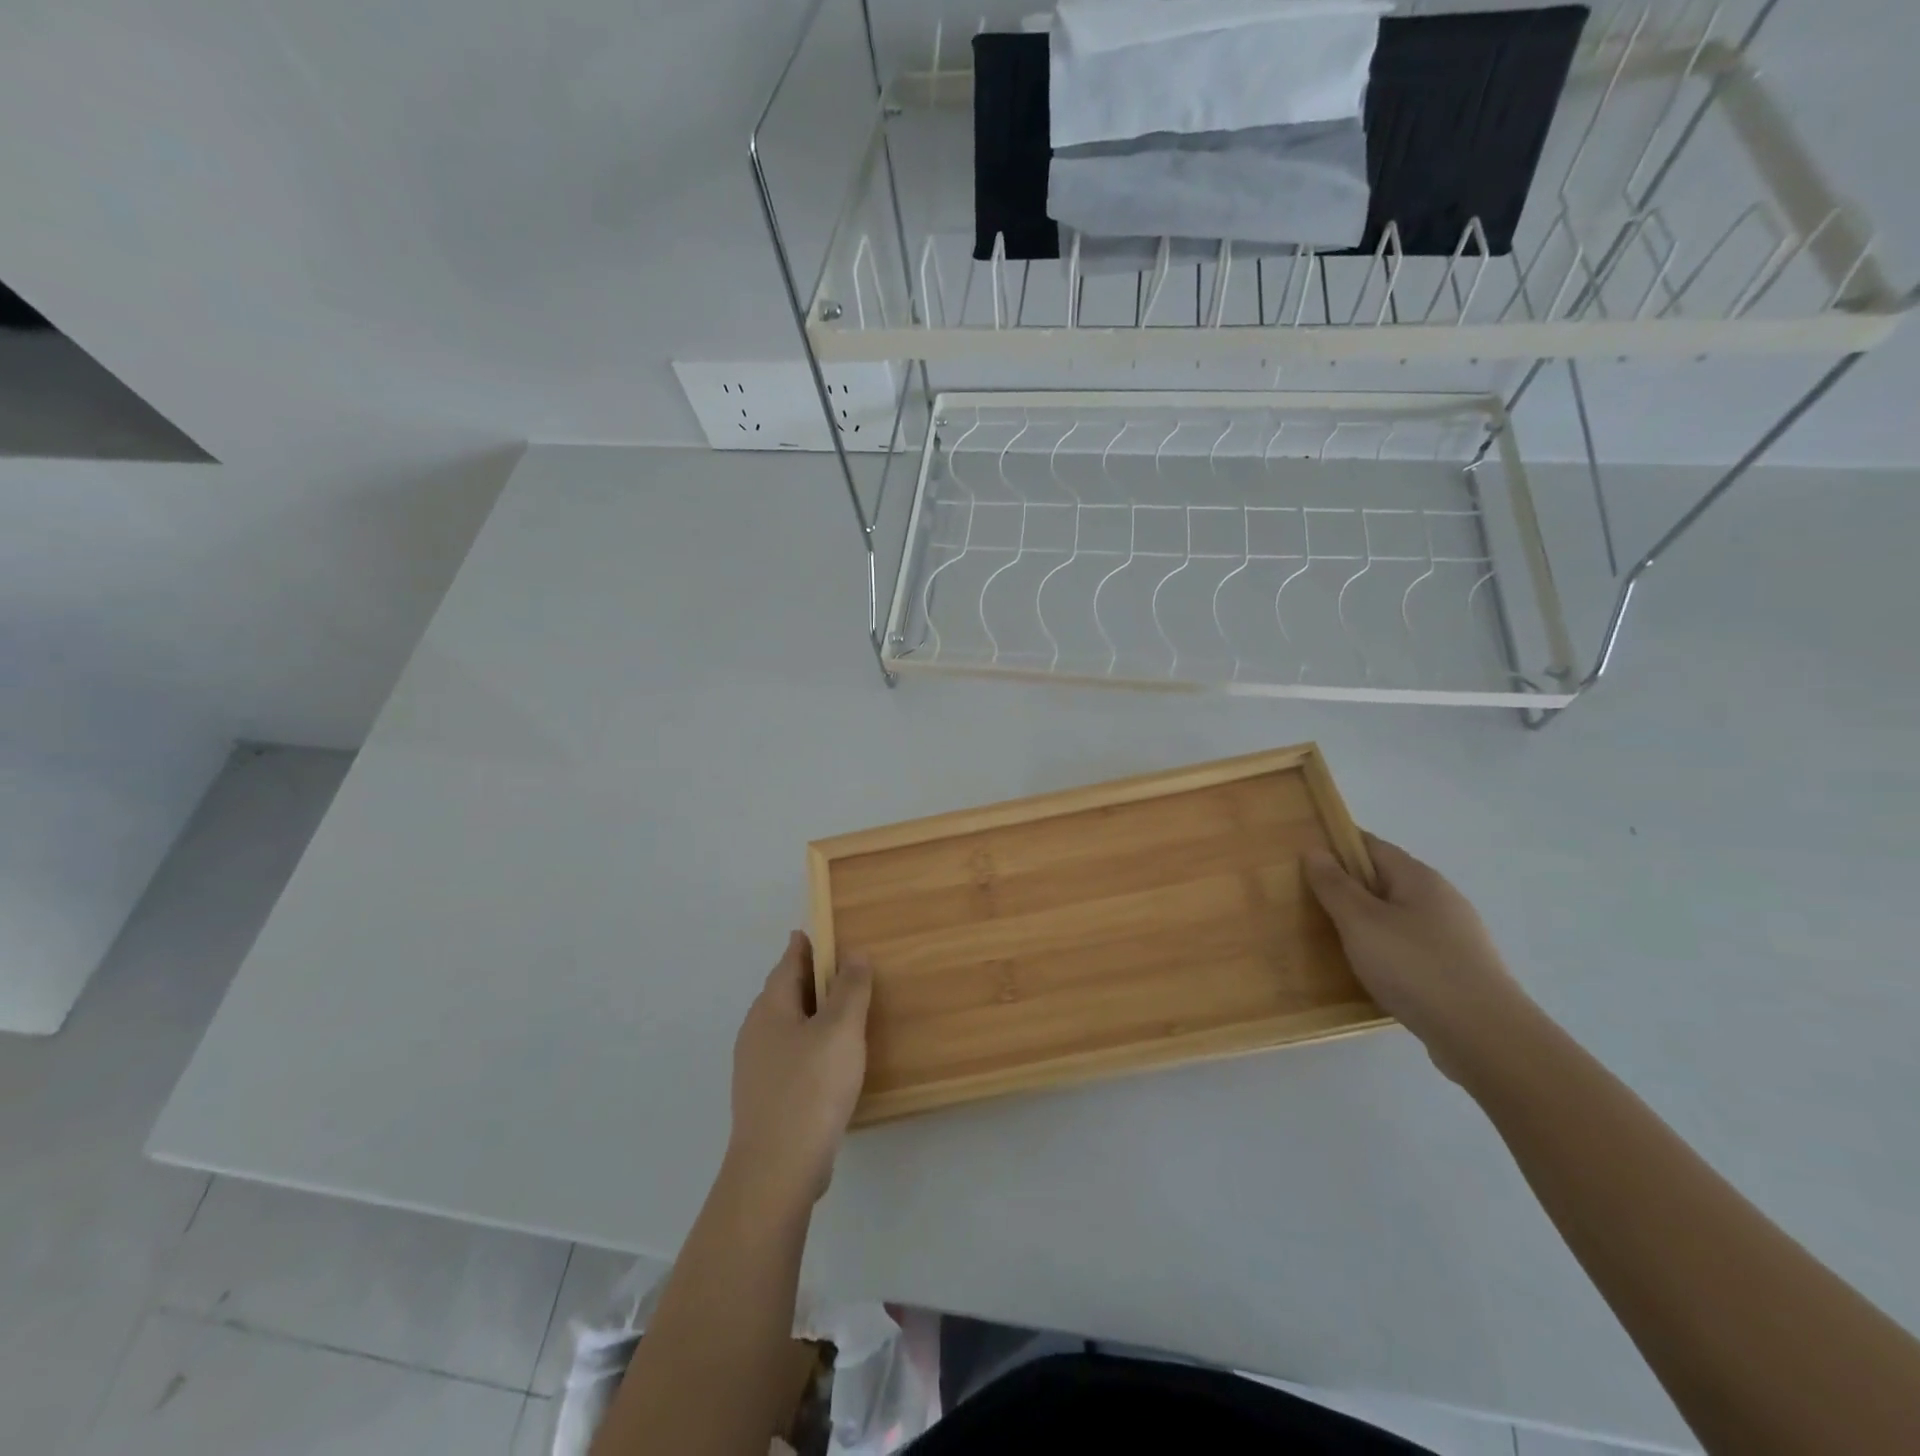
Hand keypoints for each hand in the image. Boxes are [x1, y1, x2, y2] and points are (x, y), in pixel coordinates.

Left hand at [724, 932, 872, 1212]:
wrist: (777, 1169)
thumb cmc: (811, 1087)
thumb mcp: (840, 1029)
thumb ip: (850, 988)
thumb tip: (853, 952)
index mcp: (770, 1008)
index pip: (789, 963)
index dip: (806, 946)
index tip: (822, 932)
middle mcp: (756, 1032)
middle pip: (784, 992)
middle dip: (810, 978)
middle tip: (842, 968)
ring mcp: (757, 1068)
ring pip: (787, 1026)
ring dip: (812, 1013)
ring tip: (843, 1012)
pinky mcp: (766, 1097)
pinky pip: (790, 1054)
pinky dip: (810, 1044)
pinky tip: (830, 1060)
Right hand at [1305, 834, 1533, 1083]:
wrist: (1485, 1037)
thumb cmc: (1415, 967)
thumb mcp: (1361, 922)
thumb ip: (1335, 885)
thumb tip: (1315, 850)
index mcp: (1419, 878)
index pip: (1371, 845)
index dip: (1336, 847)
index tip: (1303, 862)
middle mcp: (1441, 899)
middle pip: (1385, 880)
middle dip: (1348, 888)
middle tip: (1308, 904)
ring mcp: (1454, 936)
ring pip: (1397, 916)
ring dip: (1366, 923)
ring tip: (1332, 941)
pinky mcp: (1458, 970)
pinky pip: (1410, 947)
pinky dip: (1385, 950)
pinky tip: (1369, 972)